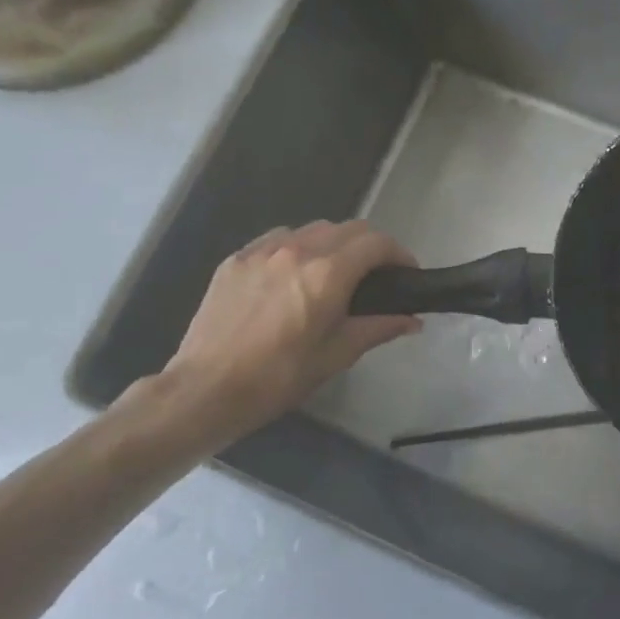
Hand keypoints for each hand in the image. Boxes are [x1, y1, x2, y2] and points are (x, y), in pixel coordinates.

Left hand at [130, 221, 419, 462]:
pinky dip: (298, 248)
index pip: (376, 243)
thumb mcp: (336, 356)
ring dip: (335, 243)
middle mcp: (297, 250)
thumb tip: (413, 320)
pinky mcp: (236, 259)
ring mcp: (262, 251)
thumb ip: (378, 328)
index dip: (399, 254)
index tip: (407, 273)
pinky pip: (278, 238)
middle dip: (371, 246)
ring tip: (335, 273)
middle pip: (348, 228)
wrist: (205, 390)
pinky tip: (294, 275)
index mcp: (327, 274)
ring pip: (313, 229)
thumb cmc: (278, 378)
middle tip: (377, 275)